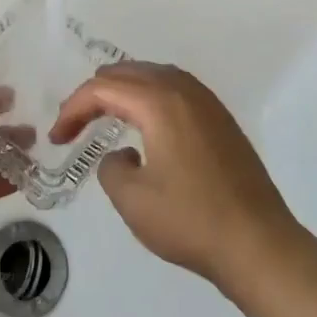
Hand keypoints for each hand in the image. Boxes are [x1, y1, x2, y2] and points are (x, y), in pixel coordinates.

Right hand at [51, 61, 302, 291]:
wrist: (259, 244)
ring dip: (124, 90)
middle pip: (128, 72)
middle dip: (96, 94)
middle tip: (76, 125)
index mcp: (159, 102)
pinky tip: (146, 122)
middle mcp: (183, 90)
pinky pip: (175, 88)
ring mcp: (207, 102)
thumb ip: (111, 168)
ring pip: (154, 75)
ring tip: (104, 115)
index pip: (103, 89)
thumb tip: (121, 155)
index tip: (57, 138)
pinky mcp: (221, 118)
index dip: (73, 109)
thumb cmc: (191, 221)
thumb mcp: (133, 201)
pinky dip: (150, 95)